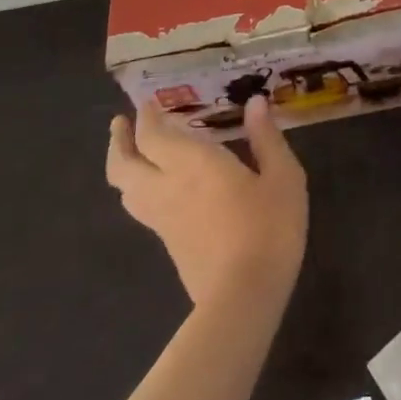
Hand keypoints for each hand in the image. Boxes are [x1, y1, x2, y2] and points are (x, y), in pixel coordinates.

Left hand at [106, 95, 307, 308]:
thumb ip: (266, 138)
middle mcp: (167, 187)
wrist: (245, 297)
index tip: (147, 101)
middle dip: (118, 141)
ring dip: (123, 167)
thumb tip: (256, 103)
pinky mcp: (169, 245)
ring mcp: (163, 221)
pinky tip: (158, 187)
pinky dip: (138, 189)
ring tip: (132, 153)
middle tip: (122, 123)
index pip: (152, 135)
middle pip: (124, 165)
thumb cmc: (268, 227)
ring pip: (125, 191)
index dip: (146, 117)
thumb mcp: (282, 176)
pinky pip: (141, 209)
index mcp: (192, 163)